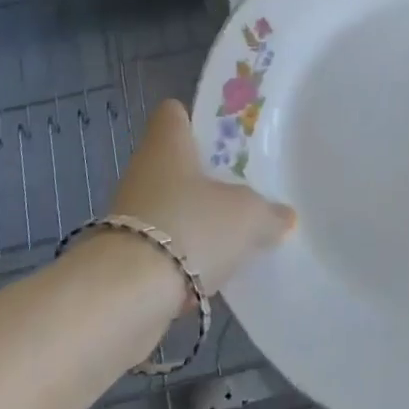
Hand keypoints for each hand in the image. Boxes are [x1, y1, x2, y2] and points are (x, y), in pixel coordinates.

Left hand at [109, 100, 295, 293]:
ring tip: (232, 236)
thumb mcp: (247, 216)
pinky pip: (162, 246)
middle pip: (176, 162)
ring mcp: (130, 214)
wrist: (126, 296)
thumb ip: (268, 213)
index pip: (174, 113)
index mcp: (167, 143)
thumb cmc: (190, 228)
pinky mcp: (125, 256)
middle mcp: (143, 170)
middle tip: (242, 189)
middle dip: (205, 177)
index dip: (196, 120)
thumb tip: (283, 215)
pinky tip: (209, 273)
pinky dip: (183, 257)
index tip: (224, 138)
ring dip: (195, 219)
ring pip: (170, 205)